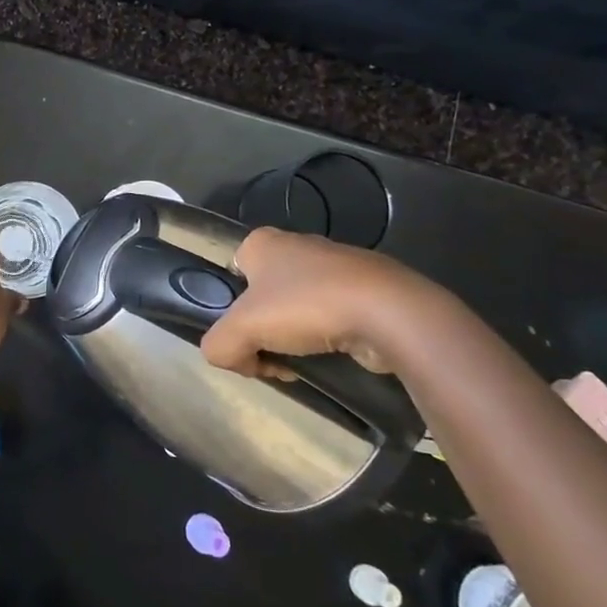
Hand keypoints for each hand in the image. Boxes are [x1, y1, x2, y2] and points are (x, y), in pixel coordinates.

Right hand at [201, 228, 443, 378]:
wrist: (388, 313)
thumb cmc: (306, 307)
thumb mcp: (240, 329)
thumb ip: (218, 345)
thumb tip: (231, 358)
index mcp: (261, 242)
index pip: (230, 277)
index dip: (230, 312)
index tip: (245, 339)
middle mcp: (296, 245)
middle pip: (262, 299)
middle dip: (264, 332)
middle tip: (273, 359)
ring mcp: (334, 265)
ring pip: (296, 310)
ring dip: (294, 341)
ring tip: (305, 364)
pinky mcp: (364, 289)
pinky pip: (330, 317)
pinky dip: (327, 339)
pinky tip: (334, 357)